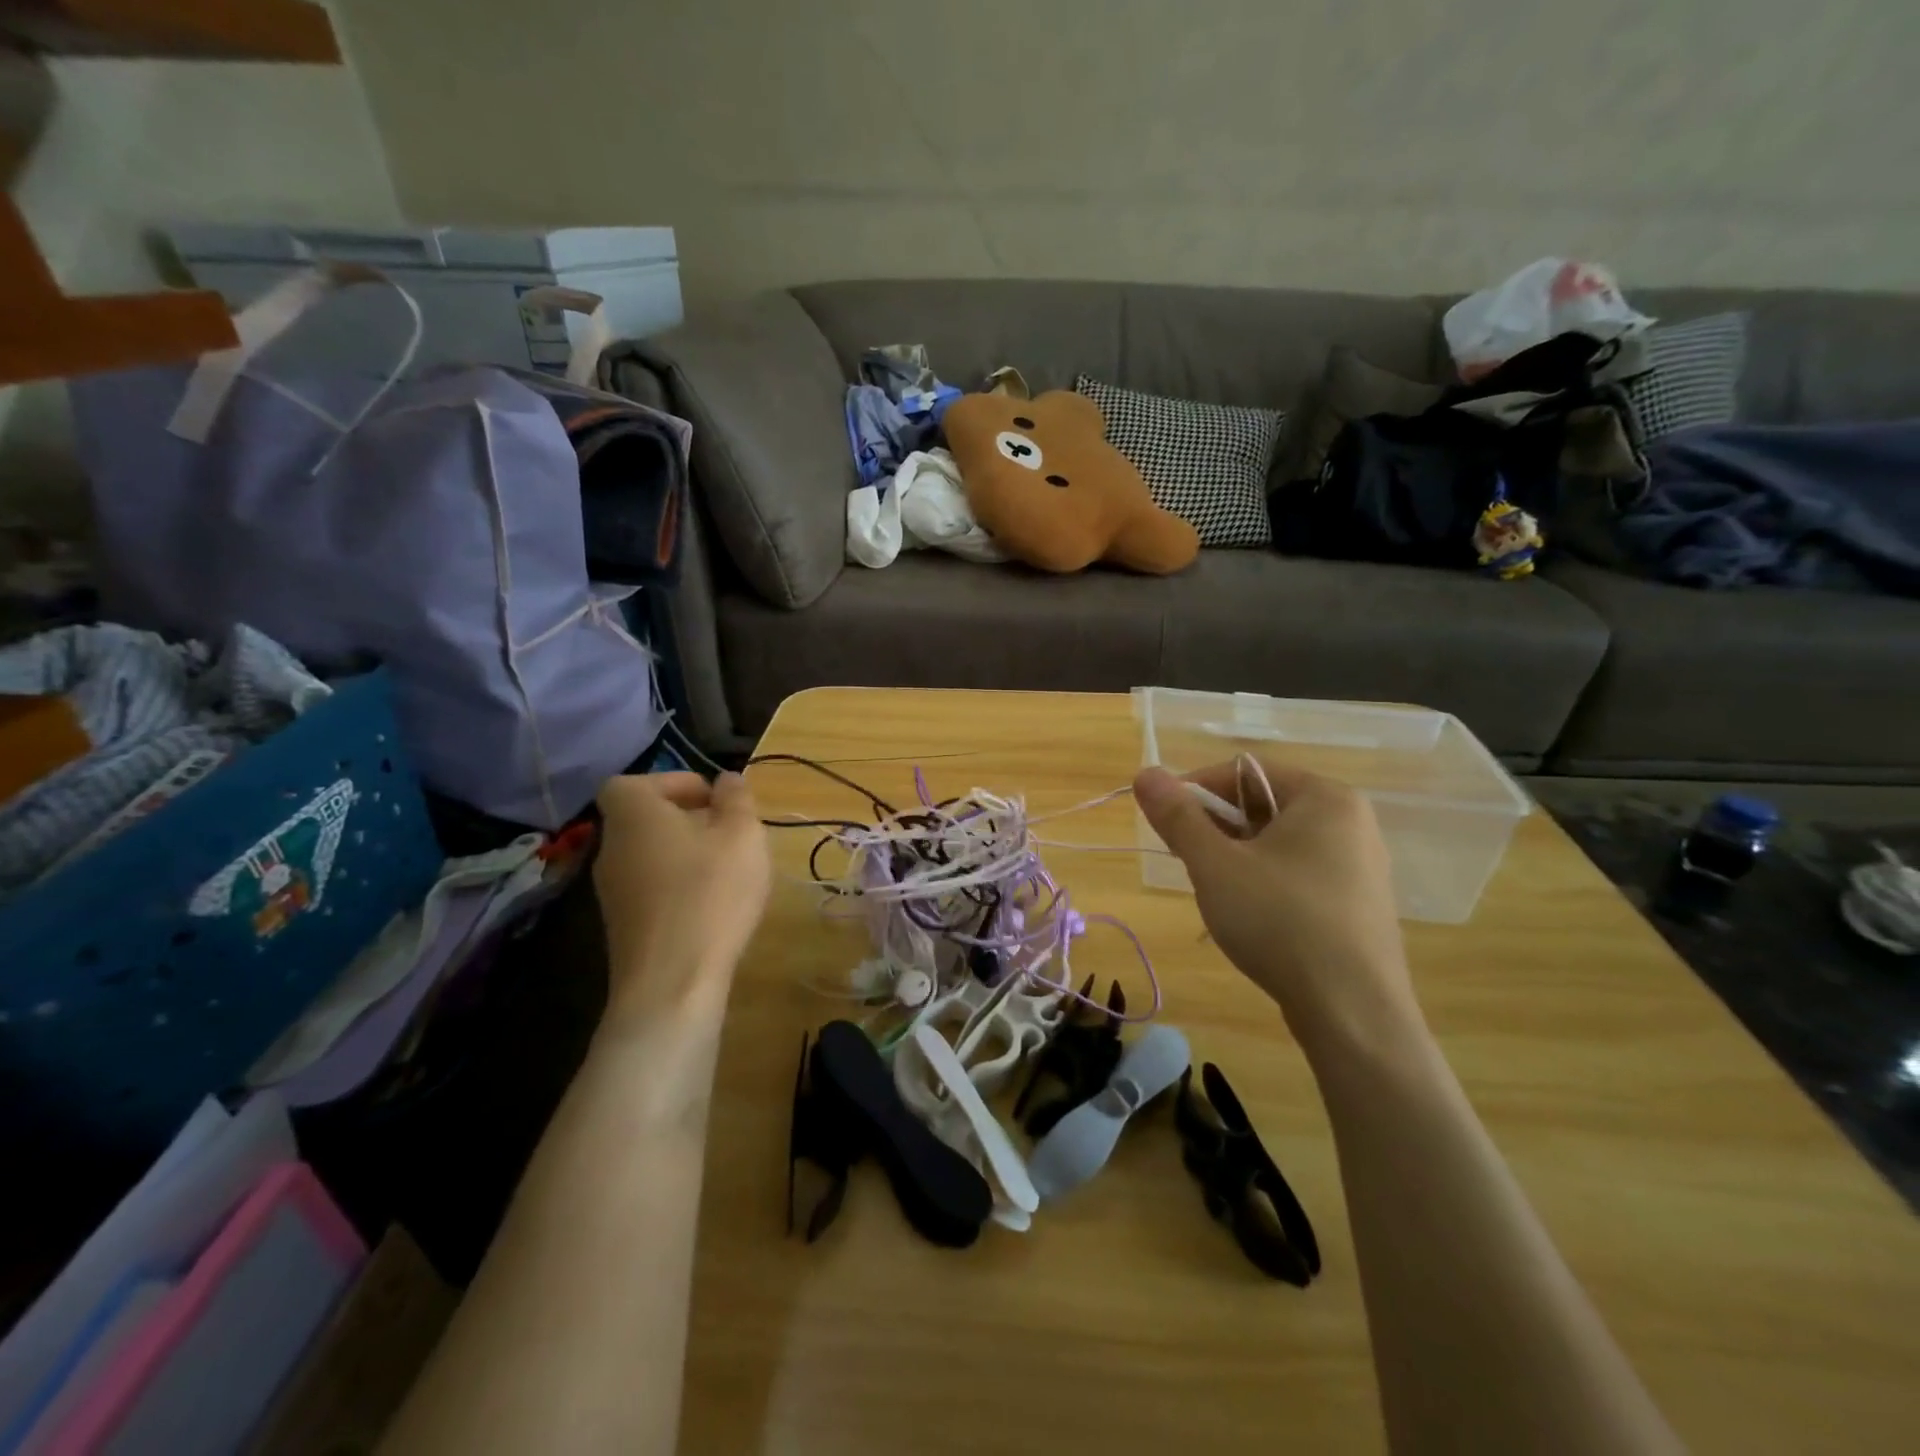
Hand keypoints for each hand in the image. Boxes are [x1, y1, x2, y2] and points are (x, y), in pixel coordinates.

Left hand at [593, 772, 770, 1026]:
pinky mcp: (622, 926)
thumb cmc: (710, 892)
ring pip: (650, 855)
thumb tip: (727, 779)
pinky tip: (712, 906)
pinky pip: (651, 888)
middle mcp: (611, 847)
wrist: (672, 982)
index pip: (633, 782)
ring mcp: (611, 891)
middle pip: (644, 819)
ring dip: (686, 854)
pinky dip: (678, 886)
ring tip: (728, 869)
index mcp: (633, 814)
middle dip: (688, 820)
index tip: (712, 799)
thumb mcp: (742, 834)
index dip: (673, 783)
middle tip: (729, 833)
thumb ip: (736, 799)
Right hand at [1133, 758, 1425, 1057]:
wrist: (1352, 1012)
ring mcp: (1361, 865)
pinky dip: (1266, 882)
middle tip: (1187, 860)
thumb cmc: (1279, 921)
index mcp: (1324, 797)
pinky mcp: (1358, 904)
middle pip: (1263, 805)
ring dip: (1237, 857)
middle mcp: (1351, 821)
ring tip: (1216, 892)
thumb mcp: (1215, 865)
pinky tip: (1251, 917)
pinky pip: (1300, 873)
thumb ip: (1177, 816)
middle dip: (1217, 828)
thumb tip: (1144, 773)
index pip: (1245, 772)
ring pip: (1280, 843)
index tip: (1165, 821)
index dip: (1196, 790)